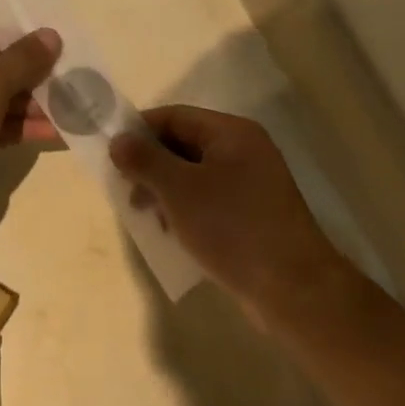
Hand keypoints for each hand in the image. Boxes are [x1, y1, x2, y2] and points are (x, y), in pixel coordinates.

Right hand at [111, 107, 363, 321]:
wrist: (293, 288)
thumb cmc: (232, 227)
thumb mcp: (179, 190)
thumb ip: (144, 160)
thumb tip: (118, 140)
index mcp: (231, 133)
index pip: (174, 116)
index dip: (140, 131)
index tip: (111, 154)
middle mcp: (245, 150)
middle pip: (184, 144)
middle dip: (151, 166)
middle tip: (126, 192)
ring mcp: (252, 184)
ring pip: (194, 175)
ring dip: (165, 191)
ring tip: (147, 217)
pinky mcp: (253, 214)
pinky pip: (209, 200)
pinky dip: (186, 210)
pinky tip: (173, 233)